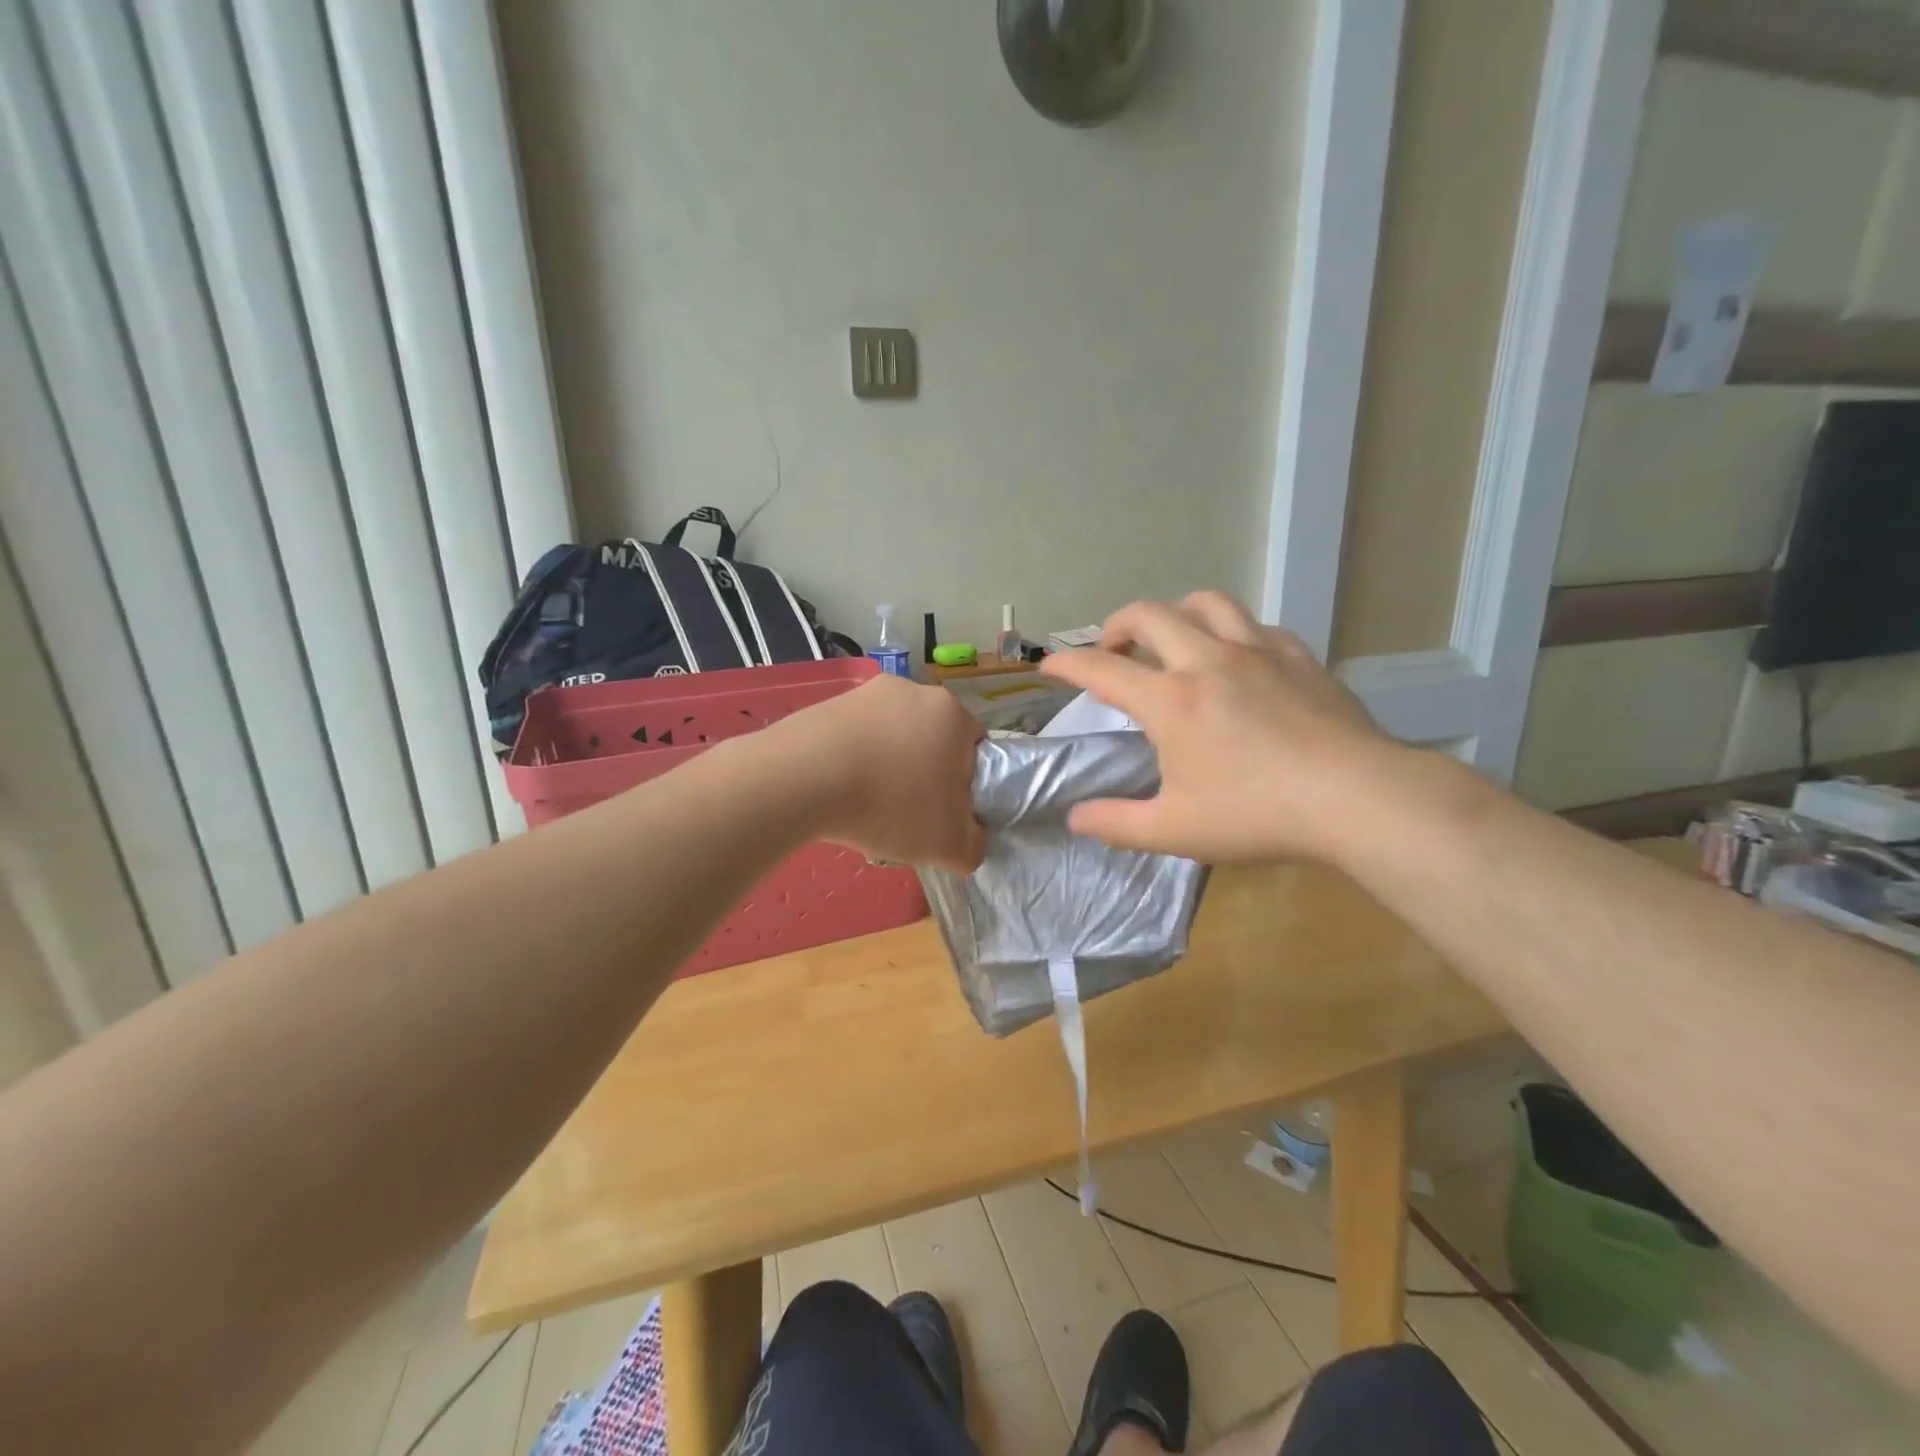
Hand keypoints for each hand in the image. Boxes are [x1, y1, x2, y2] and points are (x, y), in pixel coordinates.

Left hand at [783, 673, 986, 871]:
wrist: (802, 780)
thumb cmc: (891, 805)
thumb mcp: (949, 845)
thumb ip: (974, 846)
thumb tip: (970, 841)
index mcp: (953, 714)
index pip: (976, 748)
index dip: (966, 784)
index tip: (946, 813)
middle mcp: (913, 691)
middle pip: (931, 740)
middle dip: (924, 774)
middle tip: (907, 815)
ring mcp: (866, 693)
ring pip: (891, 738)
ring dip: (886, 768)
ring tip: (865, 807)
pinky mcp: (827, 704)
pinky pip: (853, 738)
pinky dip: (851, 762)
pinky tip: (837, 794)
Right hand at [1039, 591, 1403, 863]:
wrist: (1357, 797)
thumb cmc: (1258, 815)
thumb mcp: (1176, 830)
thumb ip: (1117, 824)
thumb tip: (1075, 818)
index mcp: (1171, 701)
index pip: (1103, 670)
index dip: (1069, 663)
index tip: (1050, 664)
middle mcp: (1208, 661)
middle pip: (1151, 615)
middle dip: (1118, 624)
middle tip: (1111, 649)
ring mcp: (1258, 652)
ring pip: (1207, 603)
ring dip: (1175, 612)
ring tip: (1171, 636)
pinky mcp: (1299, 657)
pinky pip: (1255, 625)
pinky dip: (1231, 631)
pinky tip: (1238, 656)